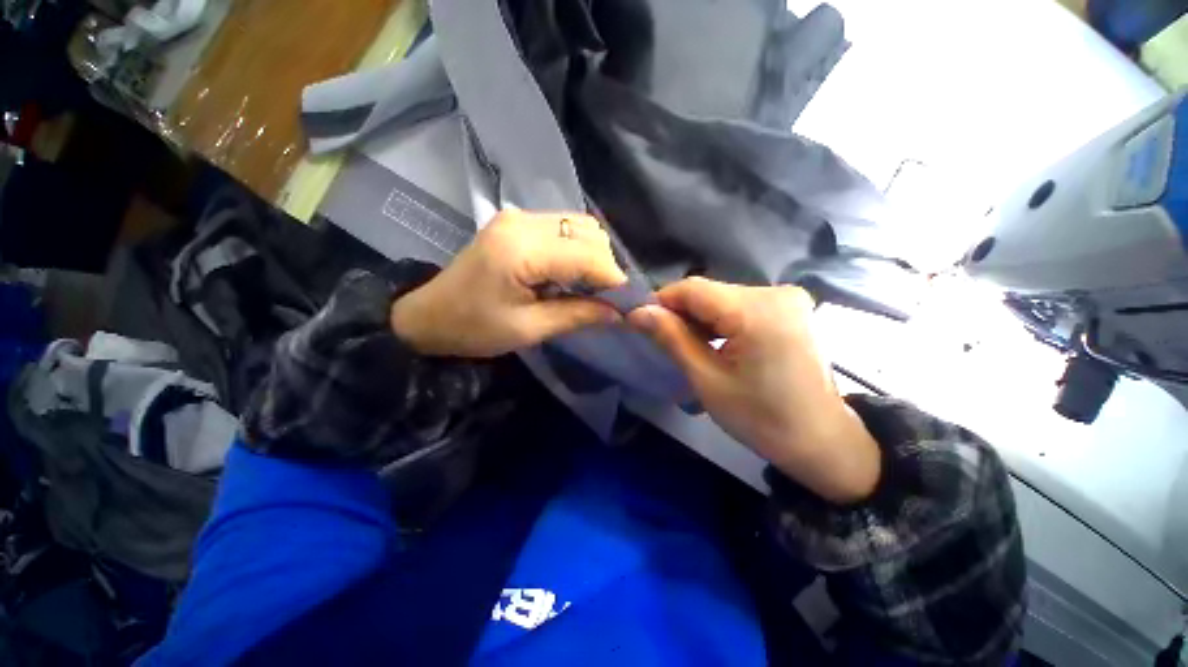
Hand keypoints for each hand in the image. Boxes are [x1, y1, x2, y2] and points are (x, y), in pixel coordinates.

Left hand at [391, 210, 627, 357]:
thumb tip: (619, 313)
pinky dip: (577, 250)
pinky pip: (564, 228)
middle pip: (589, 233)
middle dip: (605, 267)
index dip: (613, 279)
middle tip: (604, 299)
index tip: (625, 304)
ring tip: (585, 287)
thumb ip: (578, 316)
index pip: (588, 254)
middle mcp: (523, 221)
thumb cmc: (474, 328)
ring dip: (593, 257)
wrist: (429, 315)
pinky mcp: (518, 222)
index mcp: (522, 250)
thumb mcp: (529, 329)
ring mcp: (519, 217)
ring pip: (580, 226)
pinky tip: (569, 274)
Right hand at [627, 278, 880, 504]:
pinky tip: (716, 344)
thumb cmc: (762, 419)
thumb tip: (637, 312)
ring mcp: (788, 298)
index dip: (662, 301)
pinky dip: (721, 321)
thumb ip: (672, 339)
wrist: (822, 442)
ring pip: (723, 298)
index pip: (693, 288)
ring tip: (690, 347)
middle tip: (665, 341)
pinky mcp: (791, 308)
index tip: (642, 322)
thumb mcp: (707, 380)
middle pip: (709, 292)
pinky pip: (742, 306)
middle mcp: (775, 292)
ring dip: (700, 319)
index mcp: (757, 310)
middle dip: (681, 314)